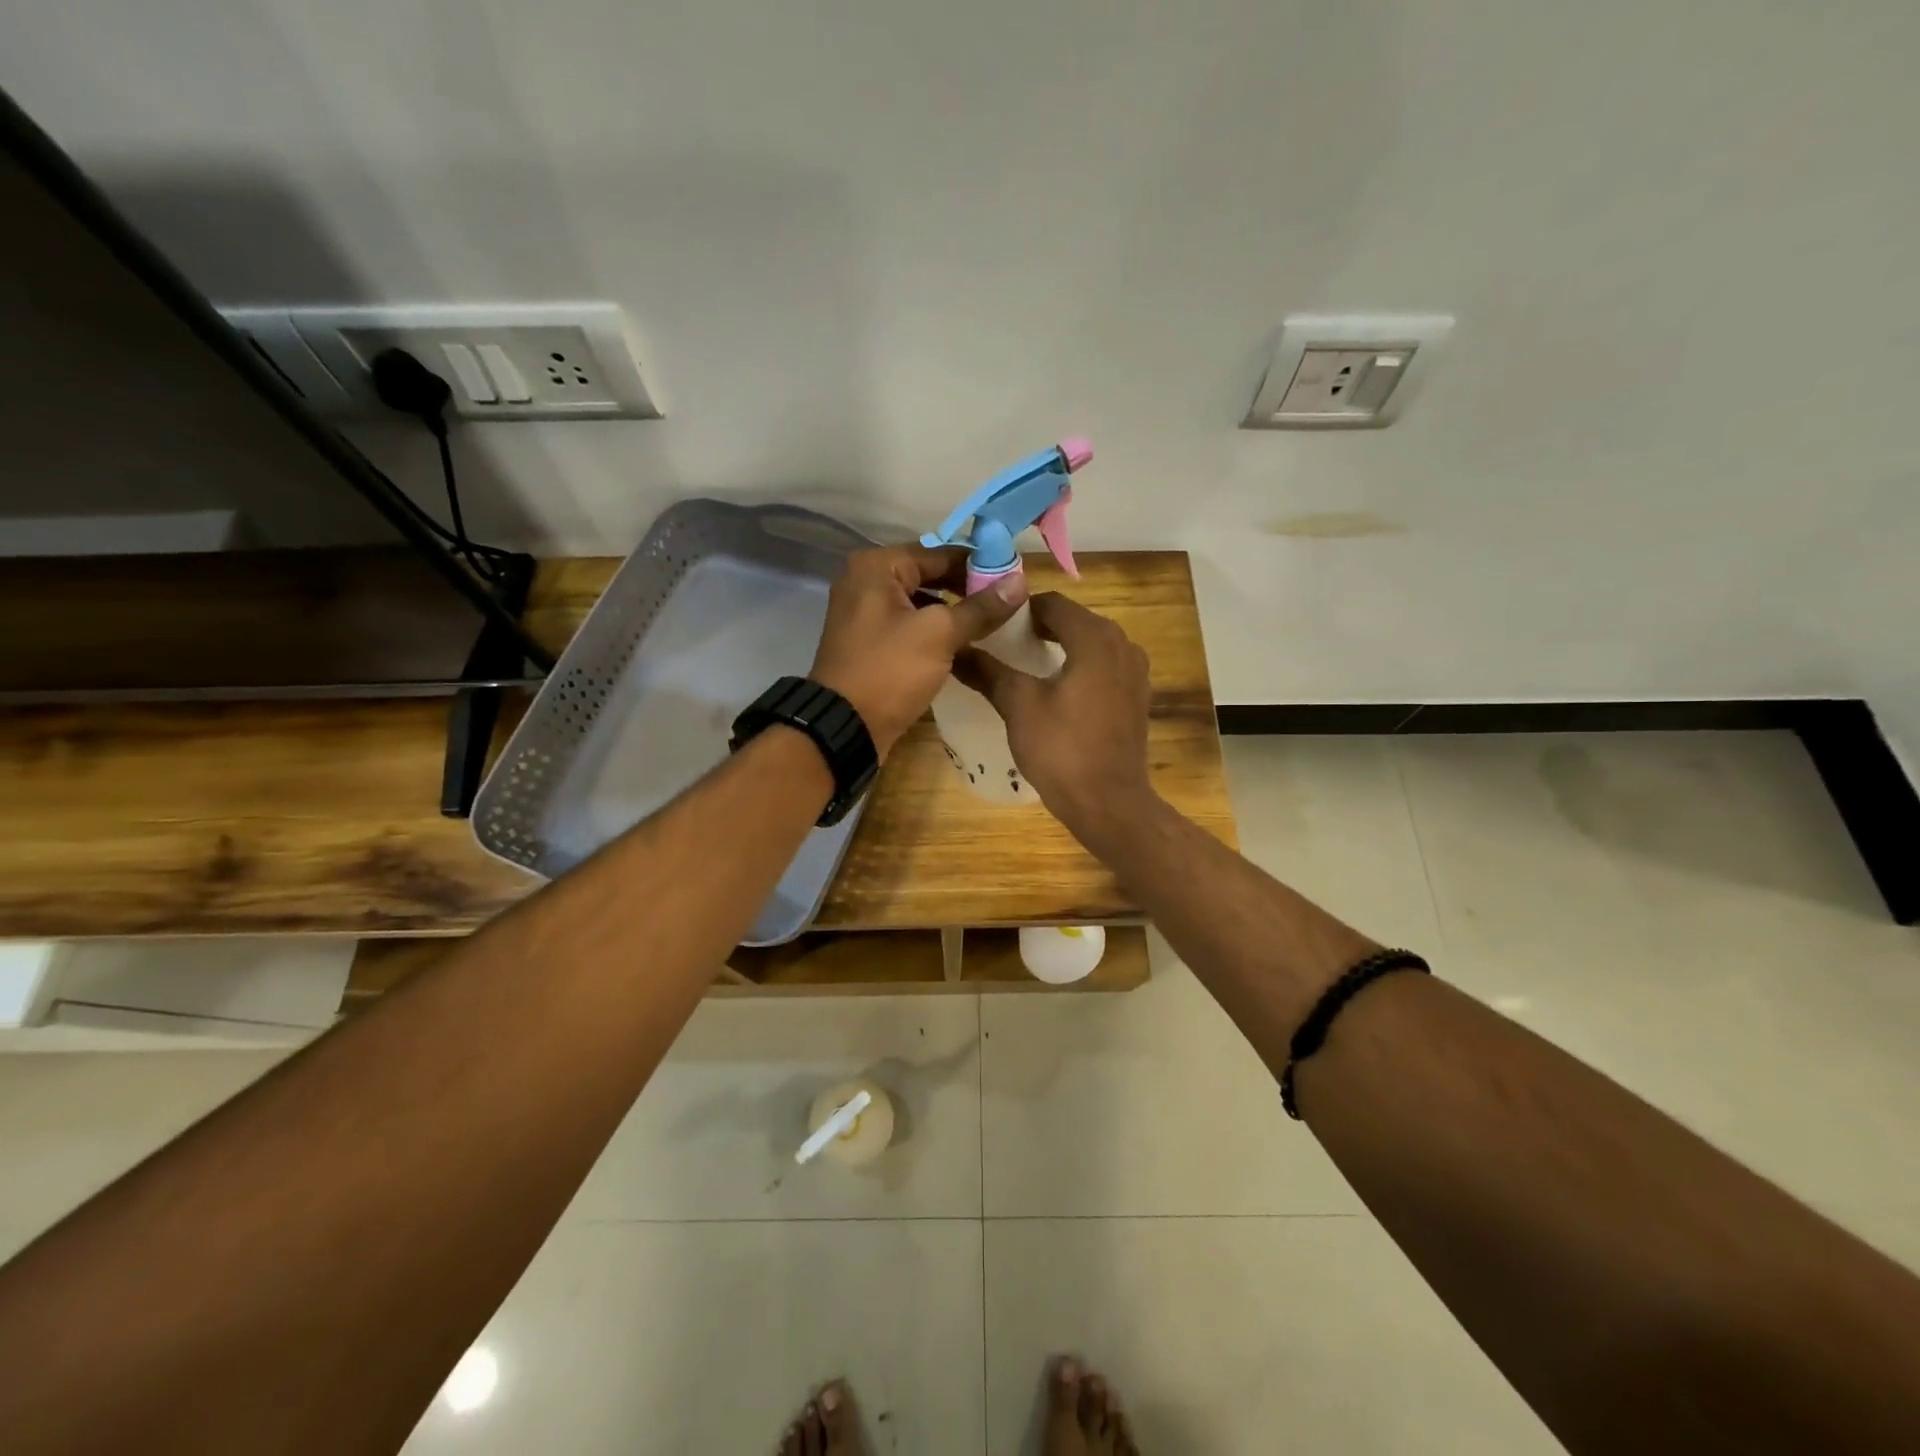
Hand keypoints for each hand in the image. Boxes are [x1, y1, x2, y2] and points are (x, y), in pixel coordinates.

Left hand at [810, 544, 1027, 757]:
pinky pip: (909, 626)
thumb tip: (1020, 582)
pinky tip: (963, 644)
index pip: (940, 553)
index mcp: (877, 566)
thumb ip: (980, 607)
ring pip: (920, 602)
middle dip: (966, 588)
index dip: (979, 564)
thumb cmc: (890, 670)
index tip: (1014, 578)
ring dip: (952, 611)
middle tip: (1006, 603)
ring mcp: (864, 613)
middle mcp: (865, 581)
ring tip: (991, 623)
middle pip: (928, 575)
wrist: (845, 726)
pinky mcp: (869, 642)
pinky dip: (934, 631)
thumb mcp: (940, 634)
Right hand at [953, 593, 1154, 835]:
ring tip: (1025, 666)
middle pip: (1074, 621)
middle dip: (1039, 628)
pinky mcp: (1137, 697)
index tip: (993, 624)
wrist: (1109, 803)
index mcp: (1095, 638)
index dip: (1020, 610)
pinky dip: (1080, 668)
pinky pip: (1104, 668)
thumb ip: (988, 671)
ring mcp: (1135, 672)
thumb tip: (956, 650)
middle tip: (1003, 644)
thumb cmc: (1062, 749)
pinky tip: (1056, 691)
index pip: (1053, 603)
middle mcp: (1123, 645)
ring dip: (1061, 648)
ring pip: (1091, 645)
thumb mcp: (1018, 706)